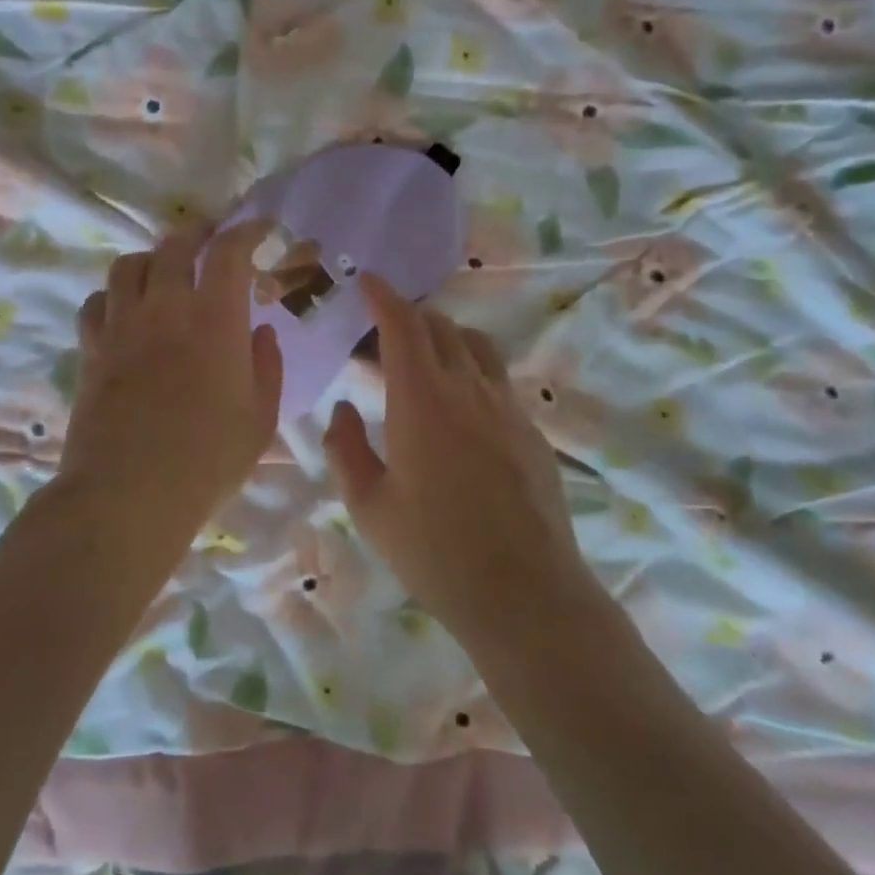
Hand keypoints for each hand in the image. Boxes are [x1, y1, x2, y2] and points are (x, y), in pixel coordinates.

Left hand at [59, 220, 282, 532]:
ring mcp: (122, 325)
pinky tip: (125, 312)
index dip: (248, 230)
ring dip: (153, 259)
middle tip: (212, 240)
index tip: (261, 228)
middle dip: (198, 233)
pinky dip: (114, 296)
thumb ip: (266, 366)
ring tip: (165, 272)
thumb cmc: (207, 460)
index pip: (229, 251)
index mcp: (215, 319)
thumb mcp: (259, 419)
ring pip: (129, 265)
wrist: (128, 494)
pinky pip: (97, 302)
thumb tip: (261, 332)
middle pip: (175, 244)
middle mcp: (165, 307)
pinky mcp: (91, 348)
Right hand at [323, 274, 581, 639]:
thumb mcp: (369, 506)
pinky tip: (459, 407)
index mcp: (421, 400)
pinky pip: (496, 378)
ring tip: (424, 357)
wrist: (524, 593)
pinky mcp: (531, 429)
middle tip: (382, 333)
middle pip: (440, 326)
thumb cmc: (434, 552)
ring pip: (476, 345)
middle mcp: (468, 388)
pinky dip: (471, 369)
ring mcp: (506, 406)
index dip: (383, 295)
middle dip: (409, 315)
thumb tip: (343, 408)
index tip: (367, 280)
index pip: (403, 324)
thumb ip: (346, 448)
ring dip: (445, 336)